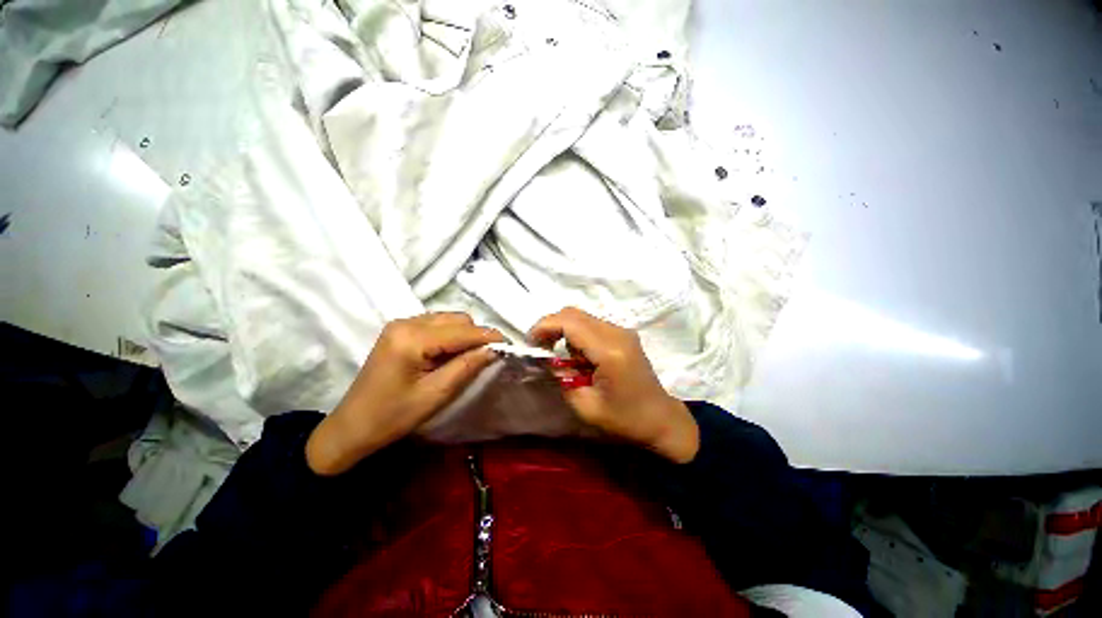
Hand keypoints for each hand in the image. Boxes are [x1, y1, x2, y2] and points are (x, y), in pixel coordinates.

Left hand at [306, 313, 503, 474]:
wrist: (352, 426)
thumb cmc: (393, 416)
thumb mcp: (436, 394)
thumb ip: (467, 367)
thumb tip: (493, 349)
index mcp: (412, 338)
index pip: (461, 330)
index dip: (488, 336)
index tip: (508, 345)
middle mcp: (406, 322)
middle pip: (456, 319)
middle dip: (475, 335)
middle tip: (485, 357)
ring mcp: (401, 324)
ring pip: (448, 319)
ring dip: (463, 335)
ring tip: (466, 358)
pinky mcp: (400, 330)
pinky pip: (436, 324)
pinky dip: (450, 335)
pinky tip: (448, 354)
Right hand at [529, 308, 699, 462]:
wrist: (660, 418)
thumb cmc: (625, 419)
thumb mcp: (585, 406)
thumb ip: (562, 378)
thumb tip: (548, 359)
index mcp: (609, 351)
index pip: (570, 323)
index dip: (545, 326)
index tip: (531, 342)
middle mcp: (617, 333)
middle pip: (574, 313)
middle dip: (551, 325)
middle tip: (540, 347)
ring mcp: (622, 331)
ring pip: (582, 317)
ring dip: (564, 331)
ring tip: (563, 357)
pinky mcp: (623, 334)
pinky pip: (592, 324)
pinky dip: (577, 334)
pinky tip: (580, 356)